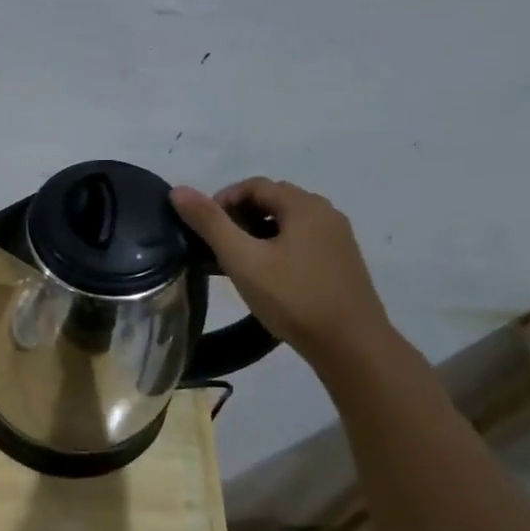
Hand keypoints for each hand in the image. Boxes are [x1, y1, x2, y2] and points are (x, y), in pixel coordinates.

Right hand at [171, 178, 392, 362]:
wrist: (351, 345)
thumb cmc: (293, 298)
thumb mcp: (242, 260)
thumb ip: (210, 223)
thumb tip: (178, 190)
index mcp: (304, 206)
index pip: (254, 185)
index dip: (222, 201)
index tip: (202, 230)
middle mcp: (326, 213)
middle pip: (273, 200)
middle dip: (239, 216)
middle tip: (216, 246)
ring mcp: (337, 238)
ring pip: (288, 222)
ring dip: (257, 232)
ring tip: (237, 262)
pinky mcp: (341, 262)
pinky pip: (302, 240)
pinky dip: (277, 246)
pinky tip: (266, 275)